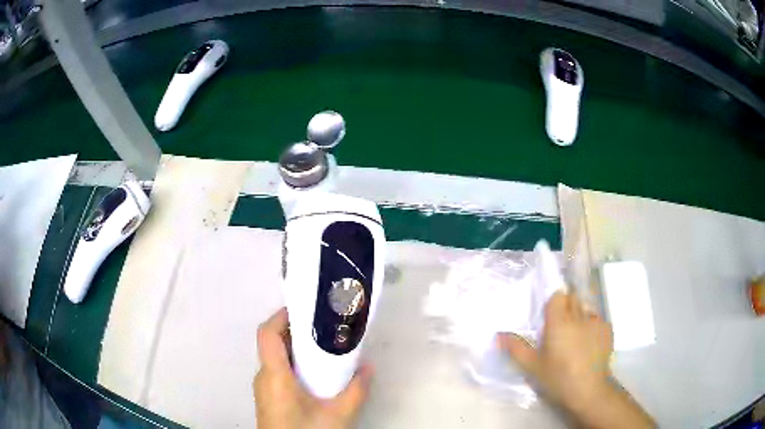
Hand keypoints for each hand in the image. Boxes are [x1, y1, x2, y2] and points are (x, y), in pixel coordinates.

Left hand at [253, 308, 371, 428]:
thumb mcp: (337, 415)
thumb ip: (356, 391)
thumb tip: (368, 367)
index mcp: (274, 375)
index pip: (267, 334)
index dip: (282, 316)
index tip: (305, 309)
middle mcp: (264, 377)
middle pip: (274, 344)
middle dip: (297, 332)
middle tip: (324, 328)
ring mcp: (264, 388)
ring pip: (277, 359)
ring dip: (297, 350)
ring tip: (325, 349)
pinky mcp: (269, 398)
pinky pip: (278, 372)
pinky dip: (295, 366)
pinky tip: (316, 376)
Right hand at [499, 291, 654, 427]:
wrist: (589, 391)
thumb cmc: (558, 378)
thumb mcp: (533, 367)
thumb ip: (516, 348)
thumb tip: (498, 334)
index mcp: (559, 321)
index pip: (558, 294)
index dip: (552, 298)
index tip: (548, 308)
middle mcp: (579, 315)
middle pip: (572, 298)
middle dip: (564, 306)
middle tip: (557, 326)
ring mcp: (597, 321)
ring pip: (585, 308)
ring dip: (578, 316)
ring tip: (574, 337)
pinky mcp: (608, 329)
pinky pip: (597, 319)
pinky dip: (591, 326)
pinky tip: (587, 344)